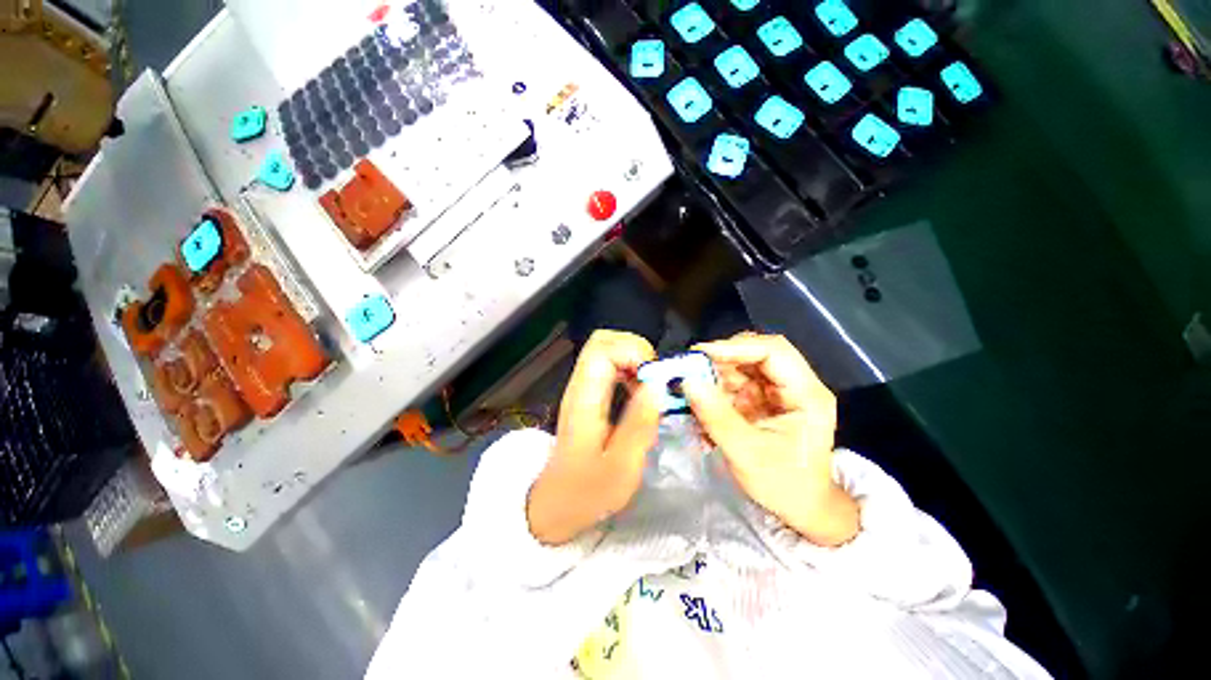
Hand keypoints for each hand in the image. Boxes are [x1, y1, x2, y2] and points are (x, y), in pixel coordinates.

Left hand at [527, 330, 660, 544]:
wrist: (555, 503)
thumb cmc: (586, 491)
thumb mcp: (621, 468)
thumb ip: (640, 425)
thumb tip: (658, 385)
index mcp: (584, 399)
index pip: (602, 349)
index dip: (633, 352)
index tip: (655, 379)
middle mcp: (580, 385)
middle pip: (603, 340)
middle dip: (636, 350)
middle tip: (655, 379)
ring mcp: (582, 387)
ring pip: (607, 348)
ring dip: (634, 358)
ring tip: (651, 386)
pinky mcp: (588, 393)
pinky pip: (610, 364)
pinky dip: (630, 368)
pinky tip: (639, 392)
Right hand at [684, 333, 858, 546]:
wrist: (801, 508)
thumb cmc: (784, 486)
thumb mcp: (747, 454)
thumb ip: (716, 416)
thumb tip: (688, 382)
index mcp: (807, 395)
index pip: (773, 351)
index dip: (735, 347)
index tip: (700, 354)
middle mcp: (794, 385)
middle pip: (755, 354)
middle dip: (720, 362)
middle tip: (690, 373)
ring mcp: (777, 391)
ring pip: (740, 367)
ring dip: (713, 379)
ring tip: (692, 397)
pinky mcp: (762, 399)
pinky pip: (733, 384)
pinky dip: (714, 393)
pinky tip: (702, 411)